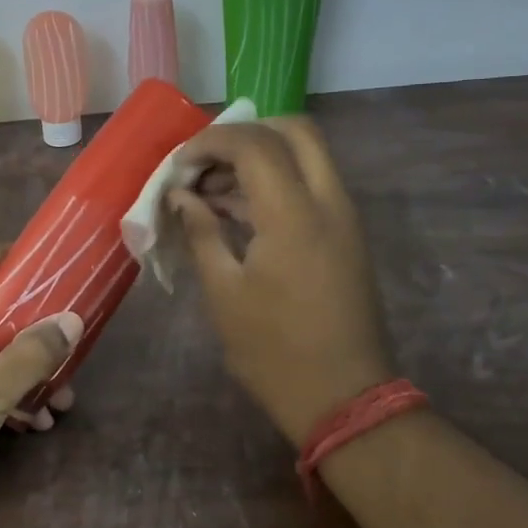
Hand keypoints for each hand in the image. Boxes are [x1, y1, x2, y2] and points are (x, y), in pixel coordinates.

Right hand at [170, 118, 391, 444]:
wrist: (344, 397)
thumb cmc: (274, 351)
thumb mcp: (224, 292)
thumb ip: (201, 232)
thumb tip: (181, 195)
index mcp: (294, 215)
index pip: (254, 143)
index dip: (210, 142)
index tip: (179, 166)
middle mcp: (328, 201)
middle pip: (294, 130)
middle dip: (244, 134)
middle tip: (206, 164)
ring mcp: (344, 216)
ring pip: (307, 154)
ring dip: (261, 157)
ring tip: (214, 191)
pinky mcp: (348, 234)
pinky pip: (313, 184)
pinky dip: (278, 180)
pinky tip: (240, 213)